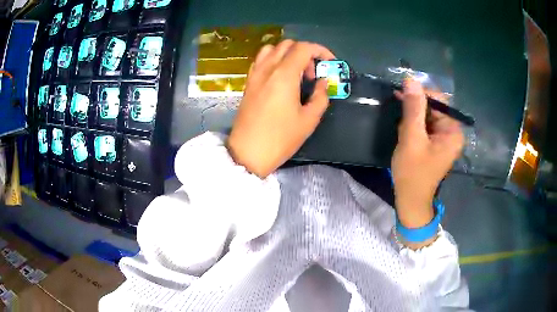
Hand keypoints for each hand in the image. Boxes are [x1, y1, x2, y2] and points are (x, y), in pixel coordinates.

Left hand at [227, 40, 334, 177]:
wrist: (248, 153)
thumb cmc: (280, 139)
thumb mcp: (309, 120)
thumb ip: (320, 96)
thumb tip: (323, 83)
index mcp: (284, 75)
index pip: (303, 48)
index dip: (321, 50)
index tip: (330, 63)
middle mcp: (267, 68)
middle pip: (288, 45)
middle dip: (305, 53)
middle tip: (312, 75)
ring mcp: (255, 74)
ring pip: (272, 49)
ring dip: (288, 54)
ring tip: (296, 73)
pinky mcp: (248, 82)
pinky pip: (261, 60)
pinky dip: (273, 59)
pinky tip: (280, 77)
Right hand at [391, 80, 463, 230]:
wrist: (410, 200)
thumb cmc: (412, 172)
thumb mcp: (411, 138)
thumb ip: (413, 108)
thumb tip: (410, 79)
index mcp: (453, 131)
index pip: (439, 100)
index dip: (421, 95)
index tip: (402, 97)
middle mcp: (452, 132)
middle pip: (434, 108)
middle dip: (415, 112)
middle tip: (402, 124)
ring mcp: (445, 139)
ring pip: (428, 116)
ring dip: (413, 120)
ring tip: (404, 134)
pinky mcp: (437, 143)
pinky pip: (426, 126)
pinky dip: (415, 128)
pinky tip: (407, 136)